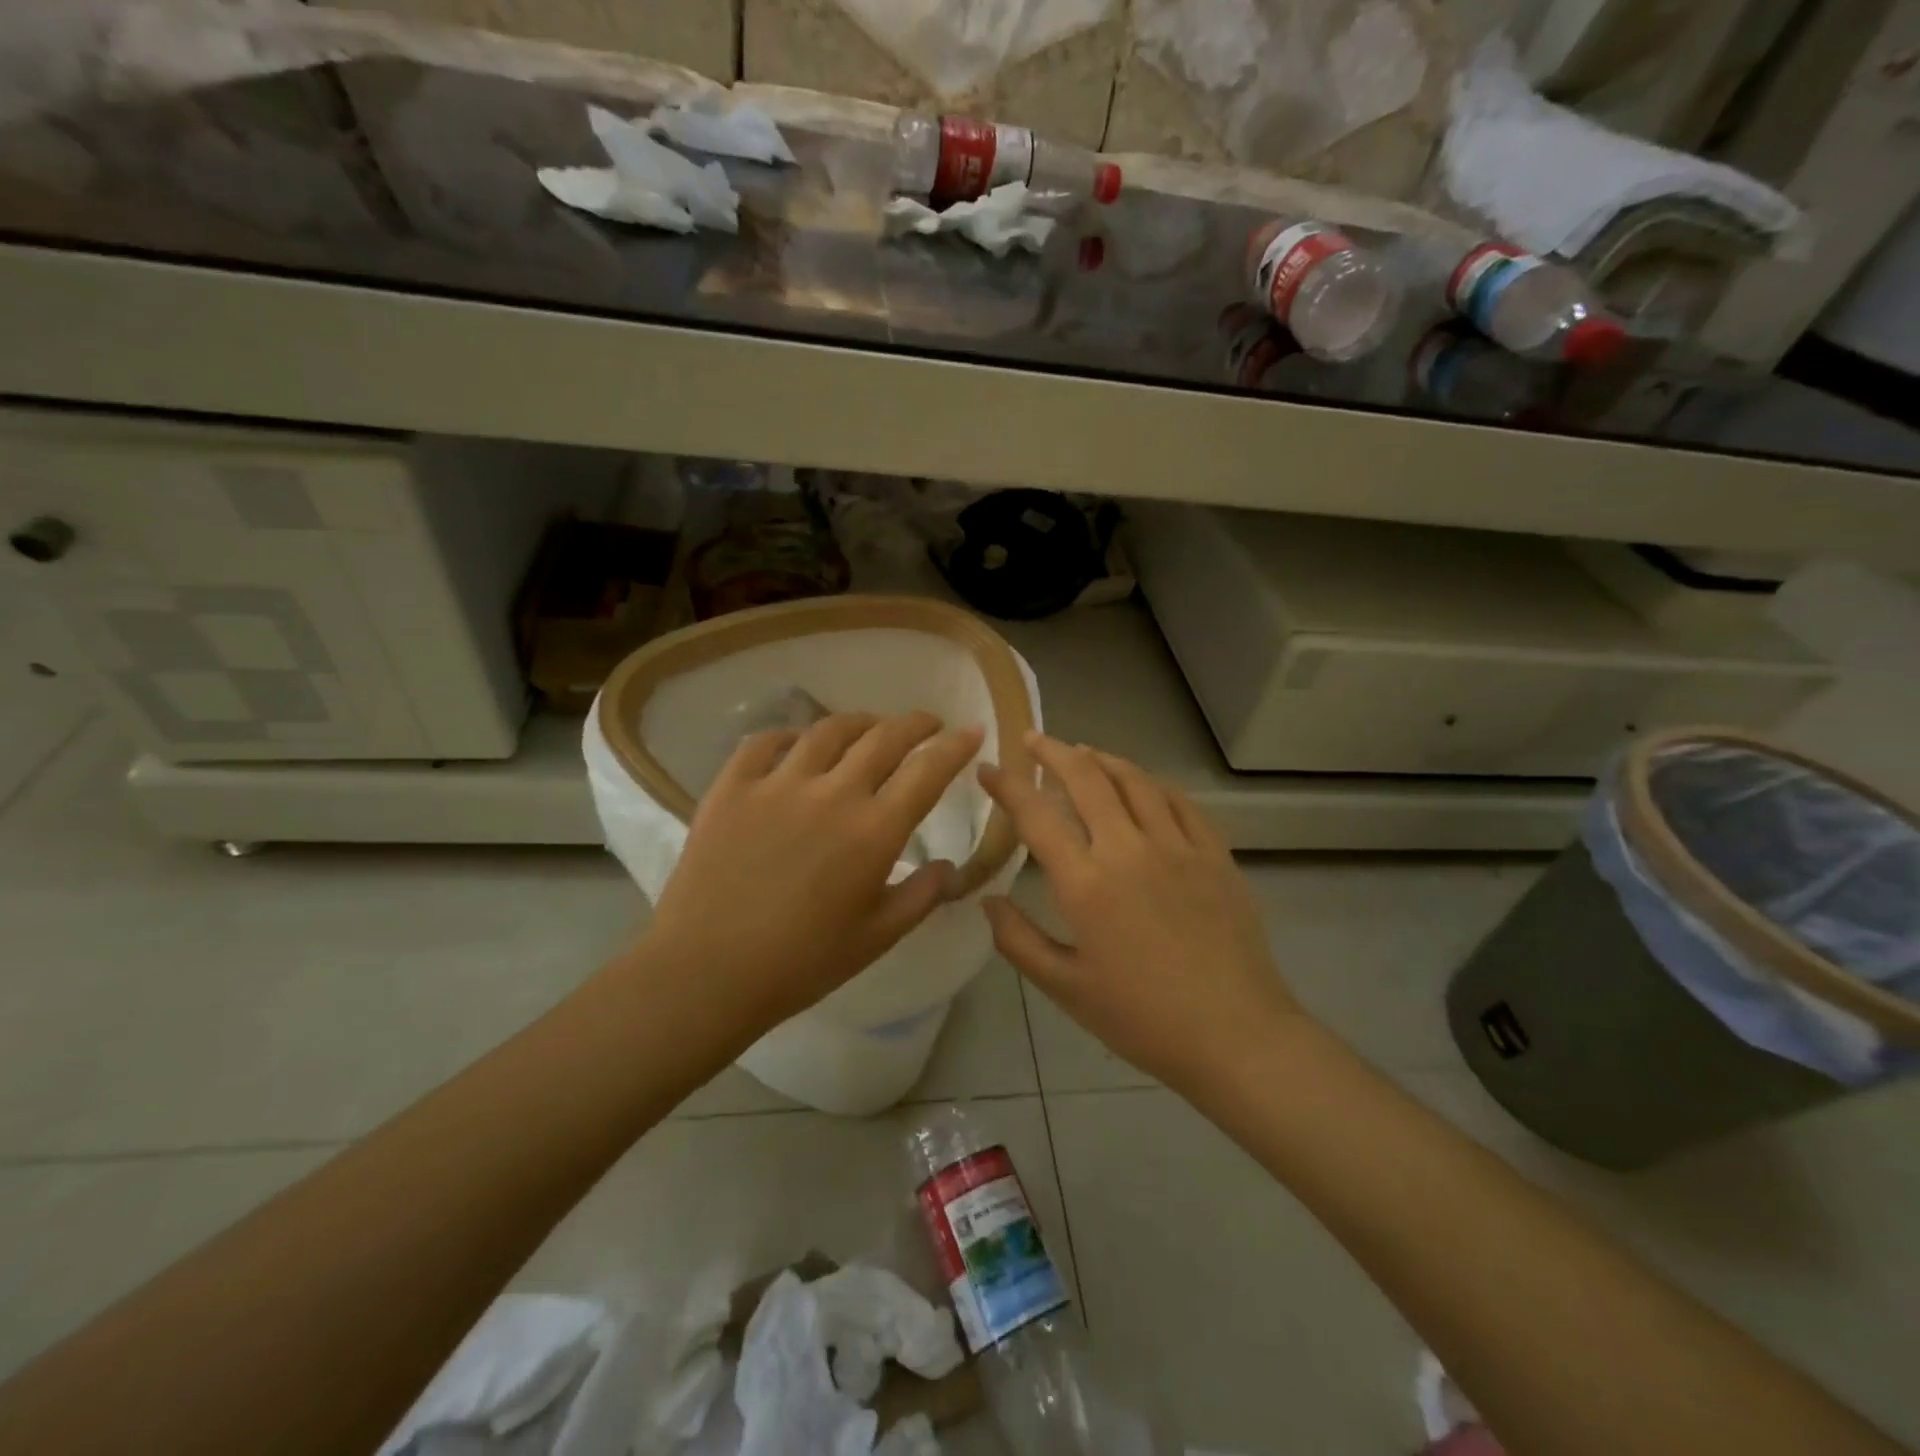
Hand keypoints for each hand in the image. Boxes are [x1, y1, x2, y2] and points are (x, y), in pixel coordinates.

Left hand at [640, 711, 984, 1036]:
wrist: (706, 972)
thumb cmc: (802, 963)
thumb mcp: (878, 938)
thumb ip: (921, 896)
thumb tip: (949, 867)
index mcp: (874, 831)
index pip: (928, 770)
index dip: (956, 745)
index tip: (971, 731)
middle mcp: (832, 793)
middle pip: (883, 738)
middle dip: (915, 723)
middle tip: (927, 723)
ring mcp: (777, 784)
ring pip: (828, 730)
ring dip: (860, 722)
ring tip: (870, 728)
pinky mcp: (732, 787)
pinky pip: (765, 742)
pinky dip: (790, 736)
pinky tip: (797, 745)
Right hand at [979, 733, 1301, 1093]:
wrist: (1234, 1035)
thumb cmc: (1142, 1017)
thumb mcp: (1065, 988)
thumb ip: (1019, 941)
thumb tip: (987, 901)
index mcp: (1086, 883)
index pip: (1036, 816)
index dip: (1008, 786)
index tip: (989, 769)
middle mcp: (1128, 849)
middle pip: (1086, 779)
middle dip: (1054, 752)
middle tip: (1034, 740)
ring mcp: (1177, 846)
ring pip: (1134, 780)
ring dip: (1102, 759)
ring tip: (1083, 752)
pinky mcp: (1214, 853)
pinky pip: (1179, 801)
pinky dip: (1152, 783)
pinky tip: (1142, 784)